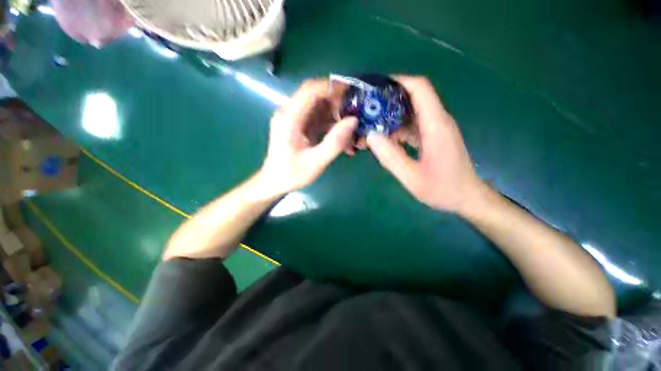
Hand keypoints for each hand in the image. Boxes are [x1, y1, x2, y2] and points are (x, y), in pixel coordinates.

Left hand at [259, 79, 357, 196]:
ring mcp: (295, 119)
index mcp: (289, 118)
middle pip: (317, 96)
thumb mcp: (316, 162)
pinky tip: (343, 139)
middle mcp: (290, 113)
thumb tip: (353, 120)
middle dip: (338, 104)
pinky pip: (319, 118)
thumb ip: (334, 142)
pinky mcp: (300, 126)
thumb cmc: (291, 174)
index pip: (310, 90)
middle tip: (355, 117)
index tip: (352, 96)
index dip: (332, 88)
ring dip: (337, 116)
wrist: (274, 182)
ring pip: (320, 107)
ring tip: (352, 132)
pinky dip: (332, 125)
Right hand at [366, 76, 483, 212]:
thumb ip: (391, 157)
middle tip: (368, 108)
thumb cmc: (443, 189)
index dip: (399, 81)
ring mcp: (437, 129)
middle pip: (414, 98)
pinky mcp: (434, 136)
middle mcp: (438, 121)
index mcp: (435, 126)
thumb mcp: (412, 178)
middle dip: (390, 99)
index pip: (420, 89)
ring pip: (412, 112)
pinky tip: (386, 138)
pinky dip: (399, 127)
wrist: (467, 197)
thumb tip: (371, 136)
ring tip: (372, 124)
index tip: (377, 87)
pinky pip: (414, 125)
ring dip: (393, 115)